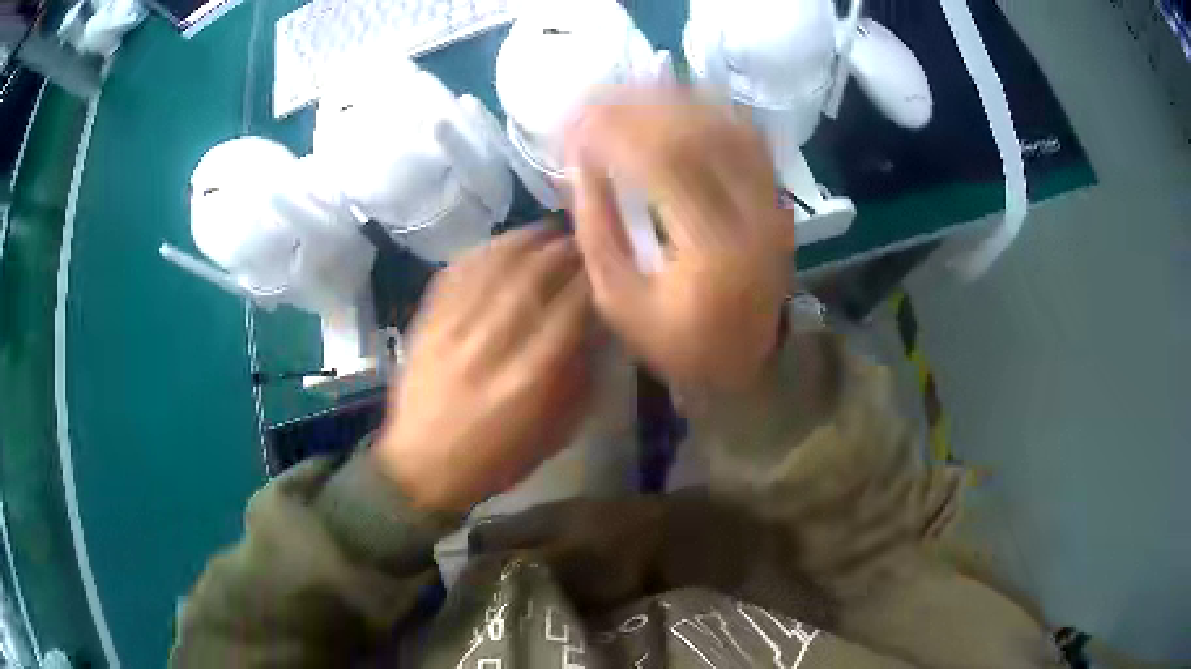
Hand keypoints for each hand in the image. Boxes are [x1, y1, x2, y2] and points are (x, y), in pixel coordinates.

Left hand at [373, 227, 594, 511]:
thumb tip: (595, 329)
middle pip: (535, 276)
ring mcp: (453, 328)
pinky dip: (484, 250)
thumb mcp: (555, 434)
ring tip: (548, 232)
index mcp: (530, 378)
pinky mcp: (428, 322)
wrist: (421, 466)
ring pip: (495, 265)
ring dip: (527, 241)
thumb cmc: (495, 459)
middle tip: (583, 240)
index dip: (593, 278)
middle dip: (565, 250)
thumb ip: (580, 379)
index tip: (608, 265)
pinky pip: (457, 273)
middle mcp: (492, 343)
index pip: (571, 307)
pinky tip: (502, 244)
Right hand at [565, 90, 792, 391]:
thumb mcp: (619, 302)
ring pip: (727, 127)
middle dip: (640, 107)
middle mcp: (751, 217)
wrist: (746, 364)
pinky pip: (748, 140)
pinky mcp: (776, 201)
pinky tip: (677, 107)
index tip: (575, 122)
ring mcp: (771, 205)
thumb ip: (597, 229)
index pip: (663, 163)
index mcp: (711, 251)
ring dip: (675, 101)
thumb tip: (578, 165)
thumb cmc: (677, 344)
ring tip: (629, 93)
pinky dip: (710, 114)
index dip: (616, 132)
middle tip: (595, 99)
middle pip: (699, 133)